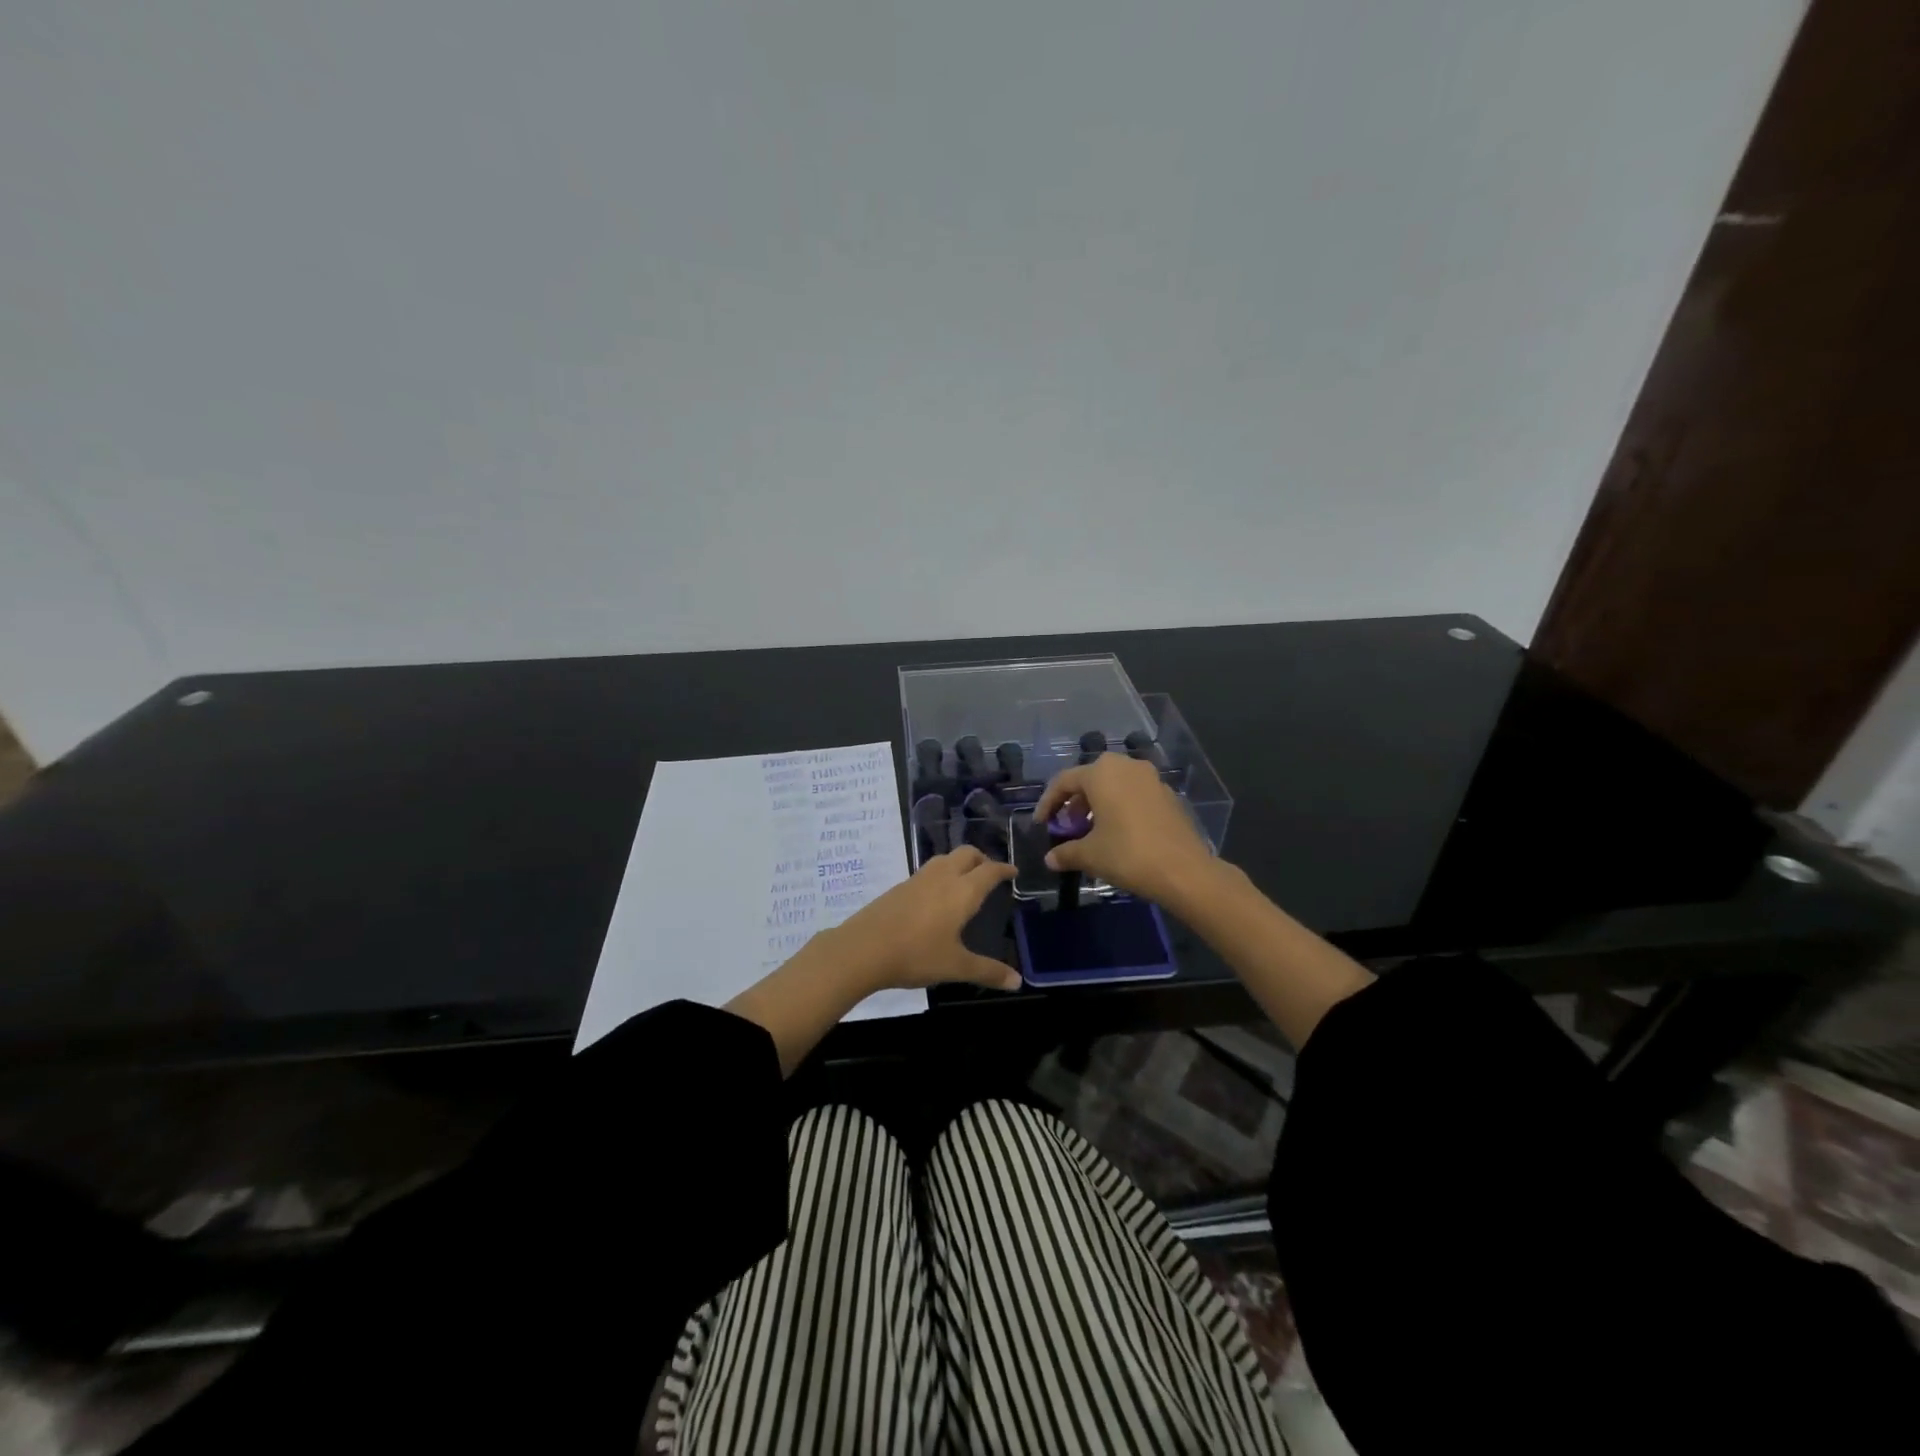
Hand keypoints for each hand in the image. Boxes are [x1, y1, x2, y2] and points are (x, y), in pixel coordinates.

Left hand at [832, 846, 1021, 992]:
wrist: (863, 948)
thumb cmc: (916, 955)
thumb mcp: (955, 966)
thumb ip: (988, 971)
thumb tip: (1018, 981)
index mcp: (962, 891)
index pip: (989, 870)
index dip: (1004, 869)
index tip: (1013, 871)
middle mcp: (942, 877)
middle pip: (967, 854)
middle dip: (982, 858)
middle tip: (990, 873)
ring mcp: (918, 879)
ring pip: (945, 859)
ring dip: (960, 863)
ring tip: (965, 881)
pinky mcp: (899, 887)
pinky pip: (928, 871)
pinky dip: (941, 874)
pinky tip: (936, 896)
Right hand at [1033, 753, 1218, 910]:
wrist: (1183, 871)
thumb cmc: (1127, 854)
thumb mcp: (1090, 855)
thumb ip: (1066, 852)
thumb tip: (1050, 859)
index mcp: (1101, 773)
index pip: (1064, 781)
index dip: (1048, 803)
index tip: (1042, 824)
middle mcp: (1126, 767)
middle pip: (1091, 778)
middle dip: (1076, 801)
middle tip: (1069, 826)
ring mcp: (1151, 778)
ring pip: (1115, 784)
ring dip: (1099, 803)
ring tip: (1093, 831)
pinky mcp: (1168, 795)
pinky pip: (1135, 794)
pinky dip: (1121, 807)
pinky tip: (1120, 833)